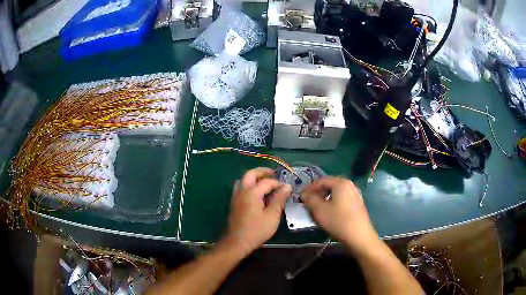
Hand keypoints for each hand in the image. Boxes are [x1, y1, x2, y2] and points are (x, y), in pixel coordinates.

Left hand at [224, 168, 291, 254]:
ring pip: (243, 180)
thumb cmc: (257, 230)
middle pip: (250, 174)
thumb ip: (279, 199)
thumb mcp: (272, 216)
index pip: (267, 182)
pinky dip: (249, 185)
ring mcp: (236, 197)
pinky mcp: (234, 203)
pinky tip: (256, 194)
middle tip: (273, 173)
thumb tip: (287, 186)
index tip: (287, 188)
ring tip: (265, 182)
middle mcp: (242, 191)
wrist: (237, 242)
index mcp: (251, 192)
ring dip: (254, 177)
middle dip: (262, 171)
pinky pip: (241, 188)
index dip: (278, 183)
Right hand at [302, 177, 378, 252]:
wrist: (359, 235)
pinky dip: (333, 203)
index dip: (309, 188)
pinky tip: (329, 212)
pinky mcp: (357, 204)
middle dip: (317, 193)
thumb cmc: (338, 220)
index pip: (321, 180)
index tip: (301, 196)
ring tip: (317, 208)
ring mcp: (355, 194)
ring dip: (325, 198)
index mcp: (341, 183)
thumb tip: (305, 194)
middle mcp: (350, 185)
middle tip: (308, 202)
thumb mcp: (320, 210)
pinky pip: (342, 199)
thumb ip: (310, 199)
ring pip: (336, 193)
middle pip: (330, 185)